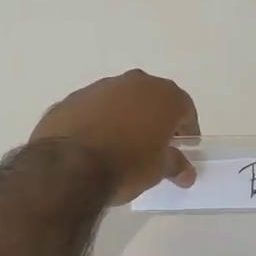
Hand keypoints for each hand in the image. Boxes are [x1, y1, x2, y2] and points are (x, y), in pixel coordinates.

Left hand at [30, 70, 200, 205]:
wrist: (68, 166)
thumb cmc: (127, 165)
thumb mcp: (158, 170)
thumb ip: (175, 165)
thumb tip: (186, 173)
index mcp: (163, 95)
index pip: (184, 108)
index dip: (187, 128)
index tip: (184, 146)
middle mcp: (134, 82)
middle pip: (152, 98)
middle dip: (155, 118)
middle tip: (154, 144)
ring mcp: (100, 87)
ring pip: (120, 99)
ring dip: (124, 116)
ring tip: (120, 145)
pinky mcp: (72, 99)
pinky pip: (93, 108)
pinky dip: (98, 121)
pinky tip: (93, 144)